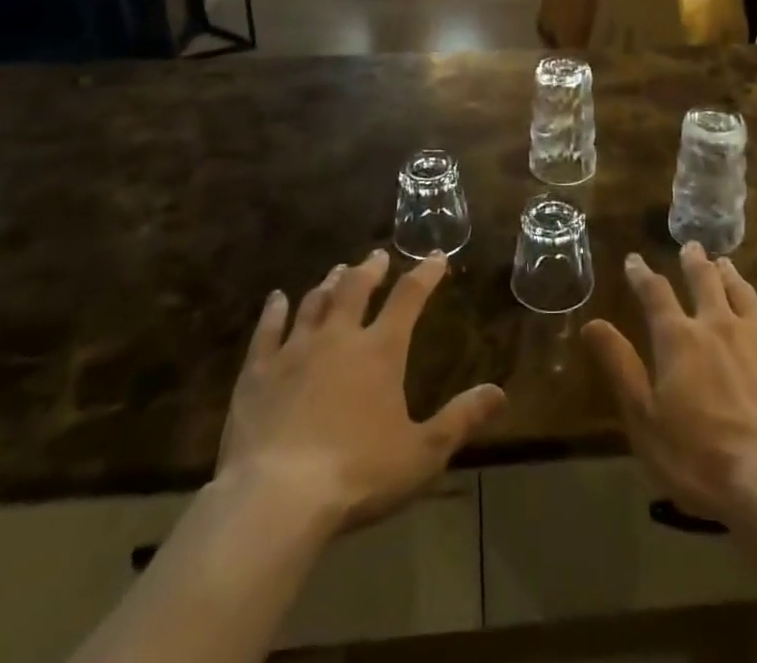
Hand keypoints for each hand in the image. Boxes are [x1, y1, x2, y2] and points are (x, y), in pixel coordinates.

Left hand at [215, 250, 504, 532]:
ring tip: (336, 272)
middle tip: (376, 257)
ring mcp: (295, 350)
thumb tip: (499, 392)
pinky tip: (276, 300)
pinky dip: (274, 311)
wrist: (276, 499)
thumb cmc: (357, 475)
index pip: (409, 297)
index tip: (435, 257)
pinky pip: (267, 330)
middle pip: (356, 288)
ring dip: (328, 284)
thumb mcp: (421, 454)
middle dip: (369, 269)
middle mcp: (339, 337)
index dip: (425, 274)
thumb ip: (459, 420)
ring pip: (314, 303)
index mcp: (381, 351)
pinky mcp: (257, 372)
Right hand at [582, 244, 756, 523]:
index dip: (642, 275)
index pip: (655, 294)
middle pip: (704, 280)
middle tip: (691, 246)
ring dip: (730, 275)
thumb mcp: (645, 419)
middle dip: (694, 261)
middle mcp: (717, 325)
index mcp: (678, 338)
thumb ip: (620, 367)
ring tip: (724, 263)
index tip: (634, 260)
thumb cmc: (700, 458)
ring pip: (742, 292)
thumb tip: (592, 323)